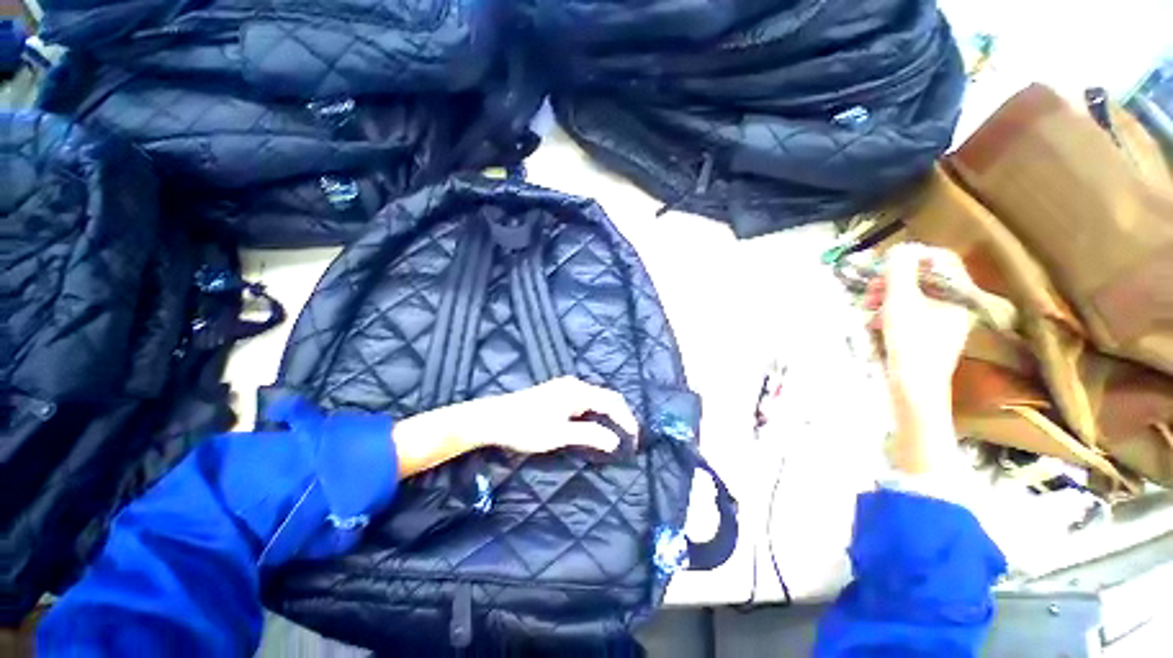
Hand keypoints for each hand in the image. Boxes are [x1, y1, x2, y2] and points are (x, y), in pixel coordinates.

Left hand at [392, 377, 638, 477]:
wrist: (493, 418)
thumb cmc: (526, 427)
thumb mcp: (559, 434)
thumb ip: (589, 435)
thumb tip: (615, 441)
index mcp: (578, 391)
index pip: (612, 402)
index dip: (626, 420)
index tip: (634, 440)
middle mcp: (574, 385)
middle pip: (605, 398)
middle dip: (619, 417)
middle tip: (627, 438)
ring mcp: (564, 387)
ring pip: (595, 400)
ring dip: (607, 416)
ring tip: (614, 434)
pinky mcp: (557, 393)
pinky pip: (584, 402)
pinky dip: (594, 414)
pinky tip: (592, 426)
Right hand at [864, 244, 974, 473]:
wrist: (914, 389)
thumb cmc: (910, 344)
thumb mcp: (900, 303)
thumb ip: (900, 272)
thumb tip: (899, 249)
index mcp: (958, 295)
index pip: (942, 260)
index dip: (914, 255)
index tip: (887, 263)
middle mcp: (954, 305)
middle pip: (922, 278)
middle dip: (892, 280)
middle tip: (870, 289)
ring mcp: (942, 321)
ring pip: (911, 296)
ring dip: (886, 297)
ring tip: (867, 308)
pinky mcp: (927, 334)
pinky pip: (908, 312)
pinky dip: (889, 312)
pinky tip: (874, 322)